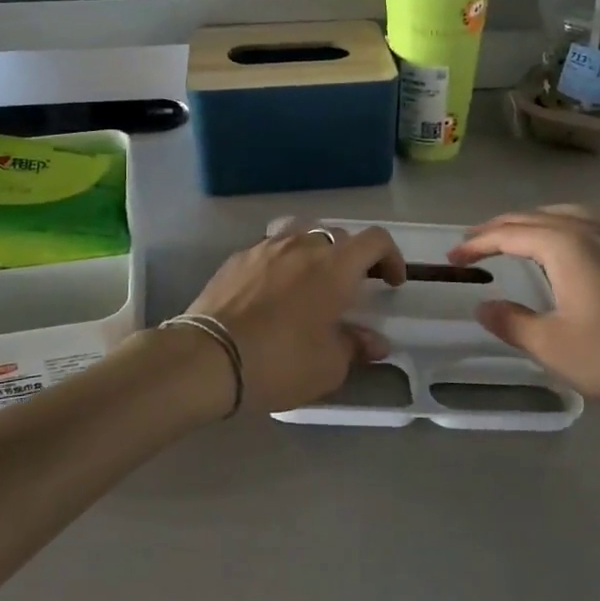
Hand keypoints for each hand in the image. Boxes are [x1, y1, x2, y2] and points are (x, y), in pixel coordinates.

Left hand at [184, 221, 404, 415]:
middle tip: (352, 288)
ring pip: (301, 234)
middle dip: (353, 258)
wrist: (207, 358)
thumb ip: (355, 346)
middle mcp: (303, 245)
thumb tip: (374, 341)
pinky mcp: (237, 258)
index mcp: (334, 266)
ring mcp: (266, 247)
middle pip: (338, 235)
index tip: (392, 283)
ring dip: (315, 253)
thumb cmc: (279, 362)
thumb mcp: (328, 366)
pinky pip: (270, 249)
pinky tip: (273, 291)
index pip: (375, 240)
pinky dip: (282, 262)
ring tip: (311, 280)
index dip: (390, 256)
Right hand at [448, 206, 599, 423]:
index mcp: (567, 247)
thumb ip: (511, 322)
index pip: (511, 234)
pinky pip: (588, 225)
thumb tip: (484, 306)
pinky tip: (562, 250)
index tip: (452, 257)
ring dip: (532, 222)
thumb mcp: (552, 347)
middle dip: (500, 228)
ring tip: (513, 237)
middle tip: (472, 244)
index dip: (478, 243)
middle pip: (536, 217)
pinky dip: (560, 227)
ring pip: (566, 215)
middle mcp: (592, 233)